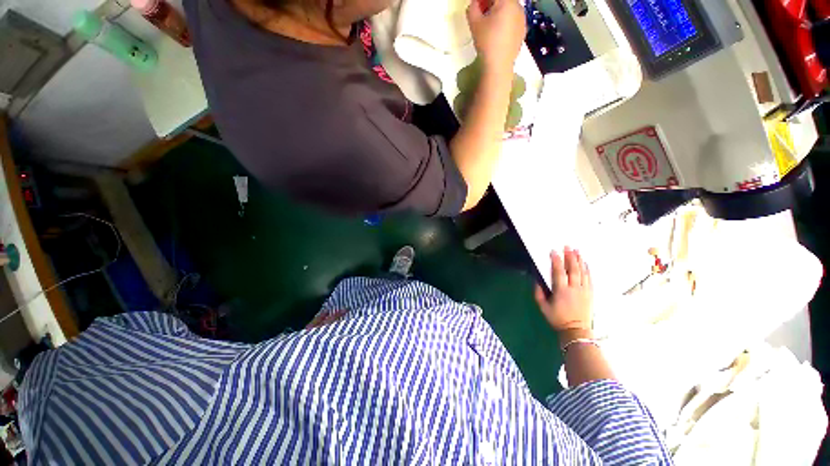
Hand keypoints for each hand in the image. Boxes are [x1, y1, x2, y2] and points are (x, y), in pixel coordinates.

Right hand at [466, 0, 525, 72]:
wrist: (499, 66)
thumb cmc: (486, 42)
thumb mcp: (474, 23)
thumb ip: (472, 8)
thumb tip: (474, 3)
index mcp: (507, 1)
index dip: (482, 1)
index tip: (476, 7)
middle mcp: (518, 6)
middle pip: (503, 1)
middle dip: (491, 4)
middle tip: (481, 14)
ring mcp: (522, 19)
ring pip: (509, 10)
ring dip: (499, 12)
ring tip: (489, 25)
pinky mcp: (523, 32)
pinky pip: (513, 21)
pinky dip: (505, 22)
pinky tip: (497, 34)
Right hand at [534, 247, 592, 332]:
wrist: (577, 331)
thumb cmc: (557, 318)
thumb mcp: (543, 307)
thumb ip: (538, 292)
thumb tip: (536, 280)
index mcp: (561, 291)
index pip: (559, 272)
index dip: (556, 261)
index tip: (554, 251)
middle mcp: (574, 288)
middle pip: (573, 269)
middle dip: (570, 257)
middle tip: (568, 246)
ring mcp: (584, 291)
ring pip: (583, 272)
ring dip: (579, 260)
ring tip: (577, 250)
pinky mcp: (590, 294)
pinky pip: (590, 279)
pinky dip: (587, 270)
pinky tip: (585, 263)